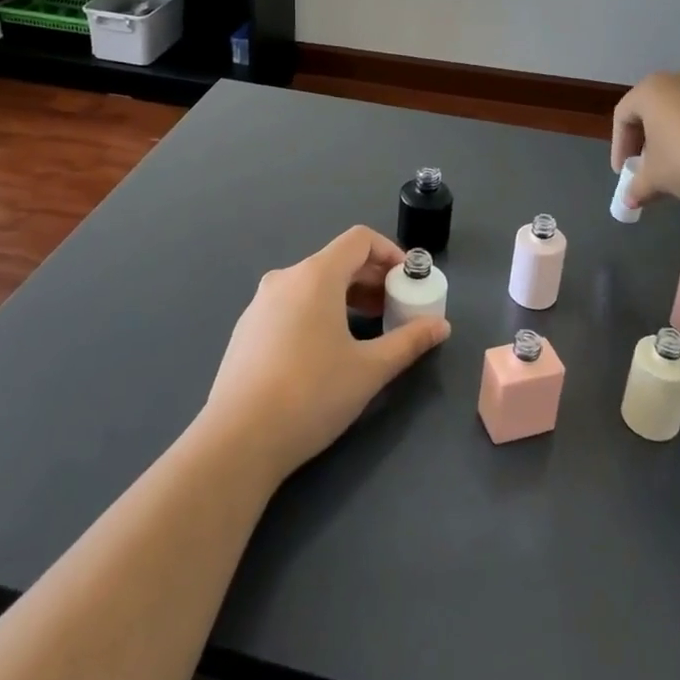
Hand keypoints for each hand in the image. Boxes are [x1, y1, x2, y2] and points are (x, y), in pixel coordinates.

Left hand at [203, 226, 450, 480]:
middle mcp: (285, 278)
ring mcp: (260, 303)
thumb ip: (409, 342)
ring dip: (346, 297)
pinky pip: (291, 304)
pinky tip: (326, 351)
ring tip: (366, 331)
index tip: (408, 282)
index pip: (359, 240)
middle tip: (395, 310)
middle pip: (336, 261)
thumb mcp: (370, 370)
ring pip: (312, 284)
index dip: (390, 253)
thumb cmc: (311, 395)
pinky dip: (318, 311)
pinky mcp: (247, 329)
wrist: (238, 440)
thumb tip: (441, 326)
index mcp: (315, 276)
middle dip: (372, 279)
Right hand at [611, 68, 679, 210]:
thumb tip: (629, 200)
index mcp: (651, 90)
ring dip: (673, 141)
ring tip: (677, 170)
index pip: (623, 116)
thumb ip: (638, 186)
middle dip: (646, 143)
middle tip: (647, 170)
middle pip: (652, 112)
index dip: (619, 147)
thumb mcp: (656, 178)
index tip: (624, 173)